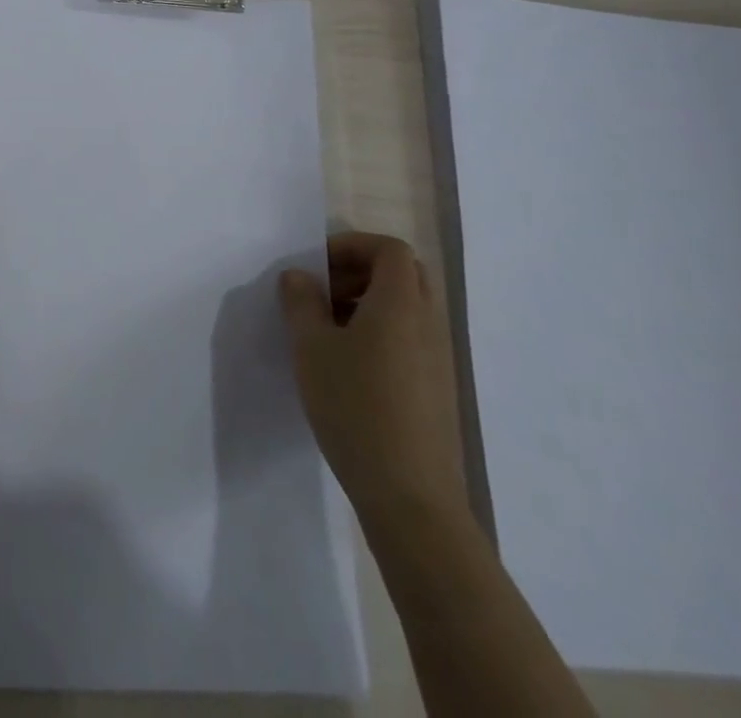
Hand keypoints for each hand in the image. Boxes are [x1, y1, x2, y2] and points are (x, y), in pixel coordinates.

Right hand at [279, 232, 468, 525]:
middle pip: (403, 274)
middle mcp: (428, 323)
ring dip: (368, 303)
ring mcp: (439, 358)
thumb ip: (301, 302)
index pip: (389, 249)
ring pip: (407, 307)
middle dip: (359, 271)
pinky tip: (349, 367)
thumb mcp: (311, 347)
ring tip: (328, 330)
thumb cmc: (355, 406)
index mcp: (401, 304)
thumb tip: (300, 277)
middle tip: (323, 292)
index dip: (352, 245)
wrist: (410, 496)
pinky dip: (381, 332)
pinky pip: (411, 338)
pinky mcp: (438, 389)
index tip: (317, 266)